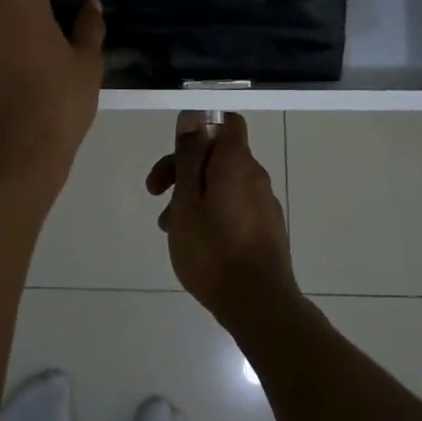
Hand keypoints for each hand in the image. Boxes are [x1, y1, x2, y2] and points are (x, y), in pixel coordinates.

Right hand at [146, 112, 297, 326]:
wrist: (258, 305)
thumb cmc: (213, 249)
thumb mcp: (187, 199)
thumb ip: (189, 155)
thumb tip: (192, 115)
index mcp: (237, 163)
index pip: (226, 122)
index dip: (198, 128)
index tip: (174, 151)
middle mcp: (256, 177)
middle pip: (218, 155)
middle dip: (184, 167)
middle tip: (155, 192)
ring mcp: (264, 205)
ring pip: (222, 184)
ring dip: (193, 195)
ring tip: (169, 227)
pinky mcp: (266, 230)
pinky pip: (233, 207)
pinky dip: (210, 213)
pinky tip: (193, 241)